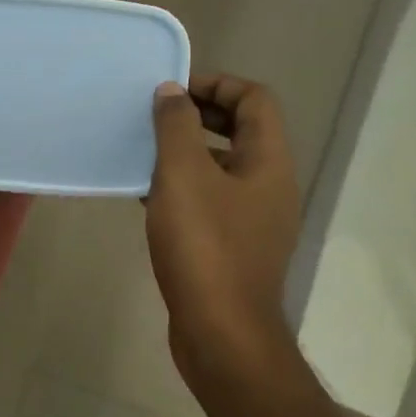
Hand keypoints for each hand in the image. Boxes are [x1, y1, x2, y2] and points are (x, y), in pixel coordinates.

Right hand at [146, 75, 301, 393]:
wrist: (221, 333)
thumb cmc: (204, 246)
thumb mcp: (183, 176)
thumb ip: (176, 127)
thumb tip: (171, 91)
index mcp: (269, 162)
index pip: (254, 100)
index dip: (216, 84)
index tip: (172, 91)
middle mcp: (270, 186)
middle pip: (242, 132)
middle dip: (200, 117)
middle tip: (156, 116)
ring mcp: (254, 221)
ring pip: (222, 168)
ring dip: (187, 154)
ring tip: (145, 152)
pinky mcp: (234, 248)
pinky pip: (210, 201)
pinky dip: (183, 189)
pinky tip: (147, 196)